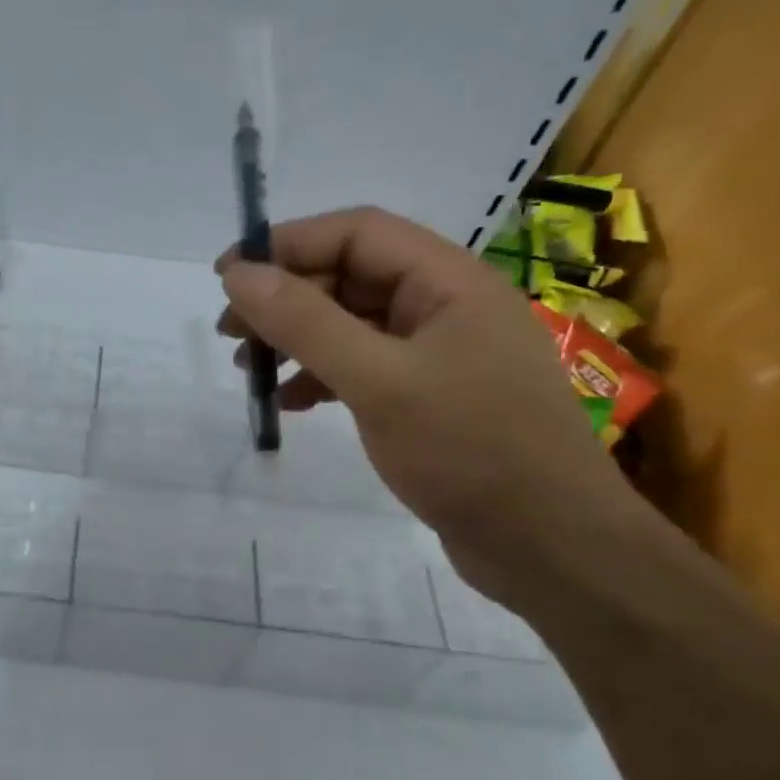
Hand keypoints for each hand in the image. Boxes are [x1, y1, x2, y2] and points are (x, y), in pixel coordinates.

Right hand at [216, 207, 633, 599]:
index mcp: (449, 281)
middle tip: (230, 331)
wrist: (550, 547)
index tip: (228, 274)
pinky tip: (290, 403)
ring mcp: (440, 355)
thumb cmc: (470, 450)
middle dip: (286, 297)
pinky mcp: (430, 398)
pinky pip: (364, 368)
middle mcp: (446, 306)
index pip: (357, 232)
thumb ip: (306, 323)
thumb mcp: (378, 381)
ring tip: (248, 369)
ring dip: (297, 339)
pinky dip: (321, 377)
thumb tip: (239, 275)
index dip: (287, 243)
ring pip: (353, 325)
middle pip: (351, 277)